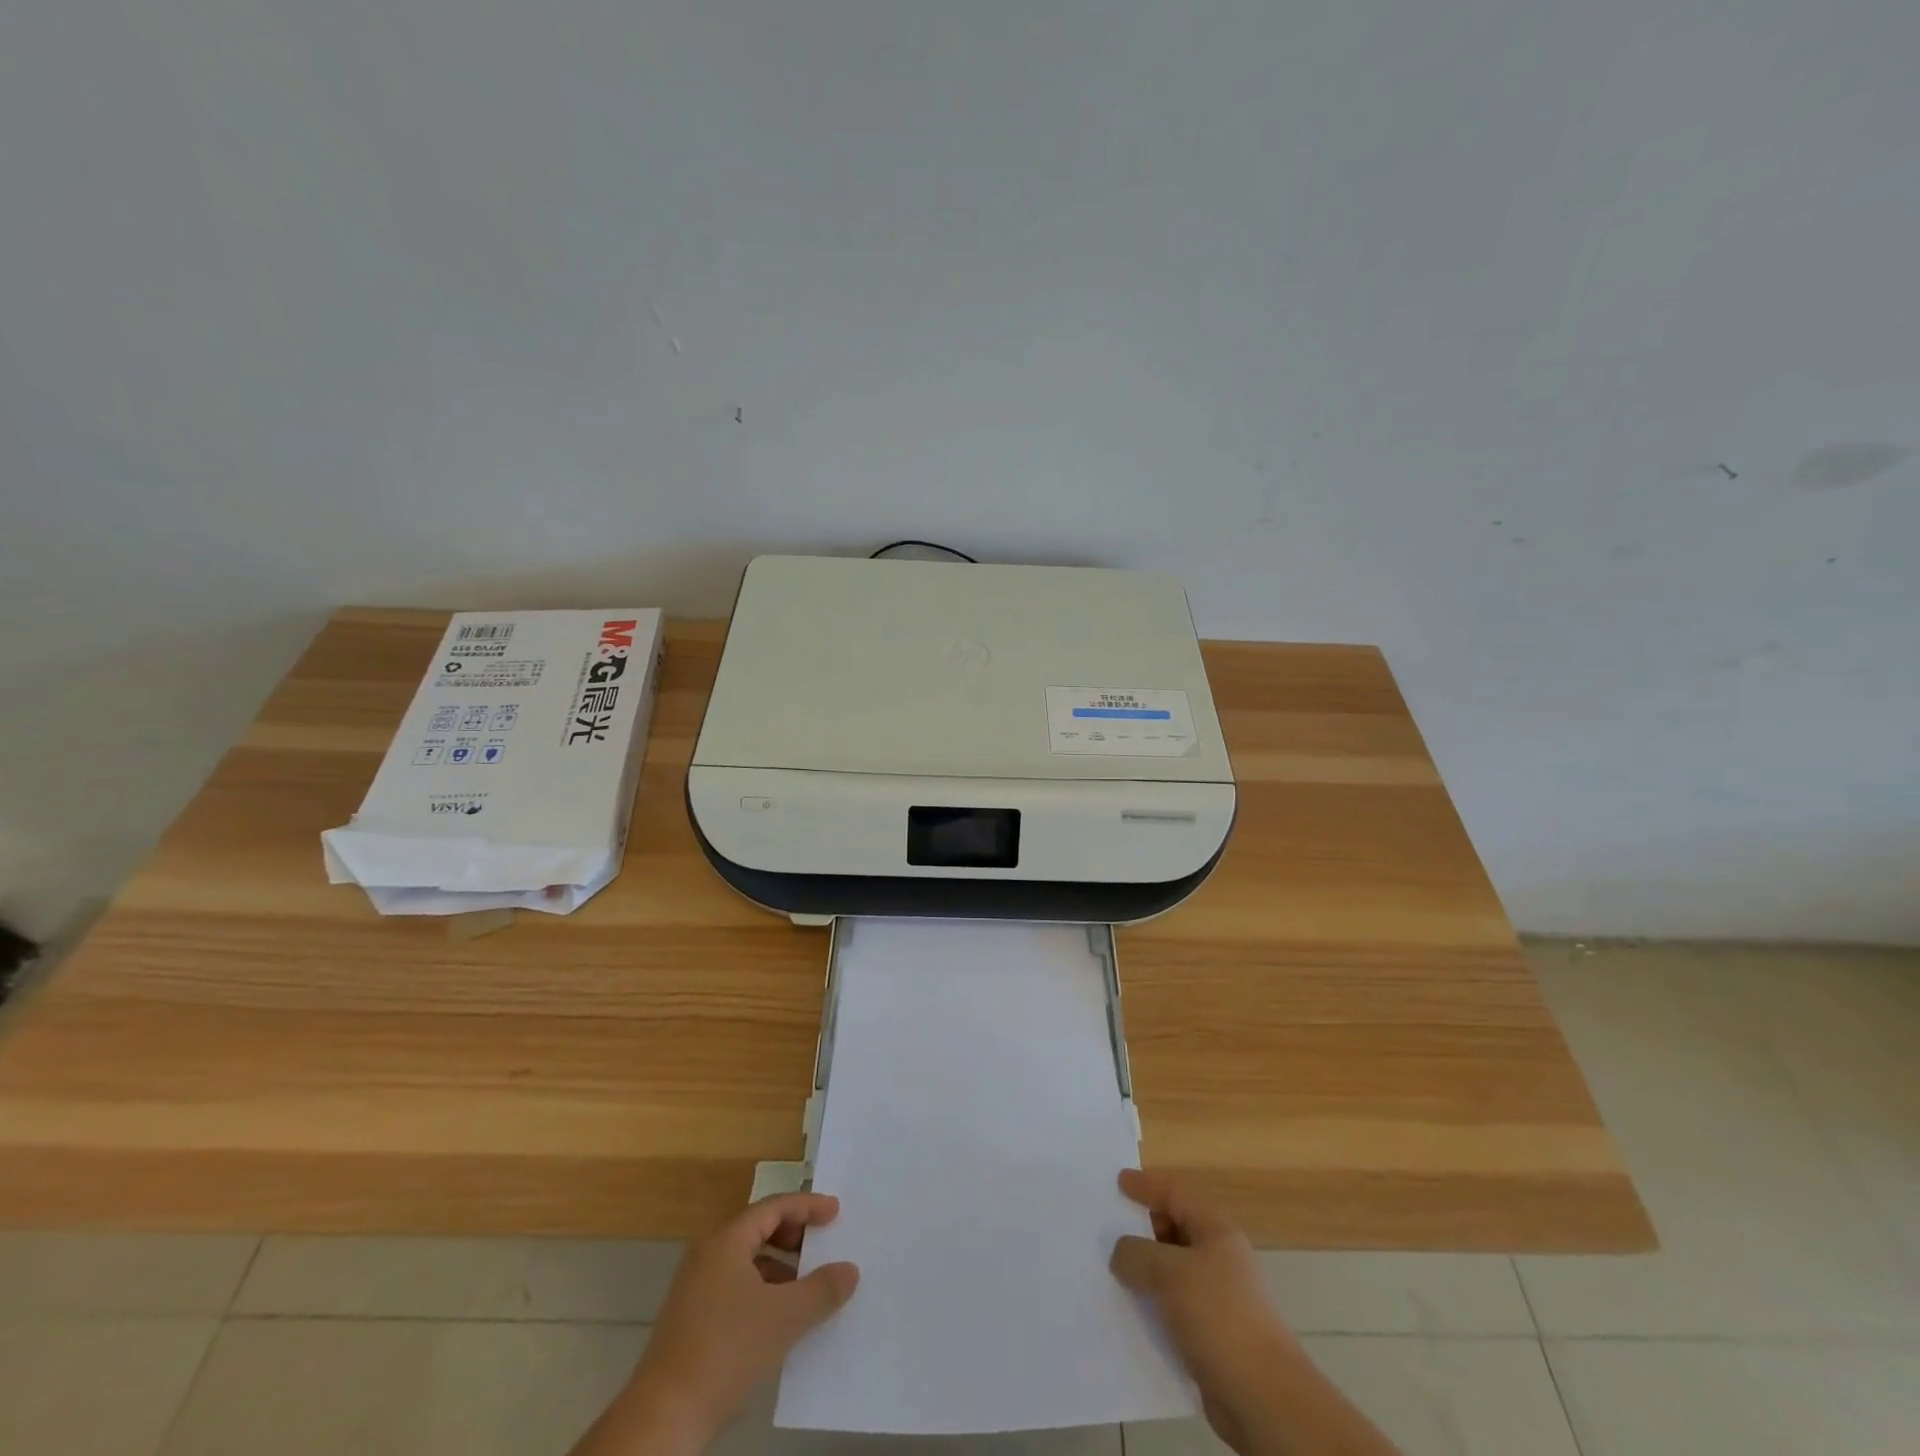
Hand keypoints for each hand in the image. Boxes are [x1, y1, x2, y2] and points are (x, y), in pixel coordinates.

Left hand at [579, 1193, 858, 1454]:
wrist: (663, 1418)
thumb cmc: (726, 1351)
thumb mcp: (785, 1318)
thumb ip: (821, 1290)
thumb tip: (850, 1270)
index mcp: (727, 1240)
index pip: (774, 1207)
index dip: (808, 1206)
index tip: (835, 1212)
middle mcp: (708, 1253)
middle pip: (758, 1228)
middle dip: (793, 1234)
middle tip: (821, 1244)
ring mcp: (695, 1286)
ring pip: (746, 1260)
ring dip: (779, 1266)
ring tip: (805, 1287)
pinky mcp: (690, 1318)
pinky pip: (735, 1285)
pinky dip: (761, 1289)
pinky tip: (777, 1320)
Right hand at [1110, 1170, 1298, 1451]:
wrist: (1264, 1398)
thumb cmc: (1219, 1317)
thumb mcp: (1170, 1273)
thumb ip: (1137, 1254)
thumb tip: (1121, 1252)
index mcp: (1216, 1231)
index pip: (1175, 1193)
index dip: (1146, 1185)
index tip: (1118, 1182)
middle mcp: (1220, 1258)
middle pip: (1174, 1228)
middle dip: (1142, 1227)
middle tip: (1108, 1228)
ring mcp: (1219, 1297)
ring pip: (1173, 1270)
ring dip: (1145, 1270)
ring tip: (1111, 1270)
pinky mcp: (1214, 1333)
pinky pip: (1174, 1306)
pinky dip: (1153, 1303)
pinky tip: (1130, 1311)